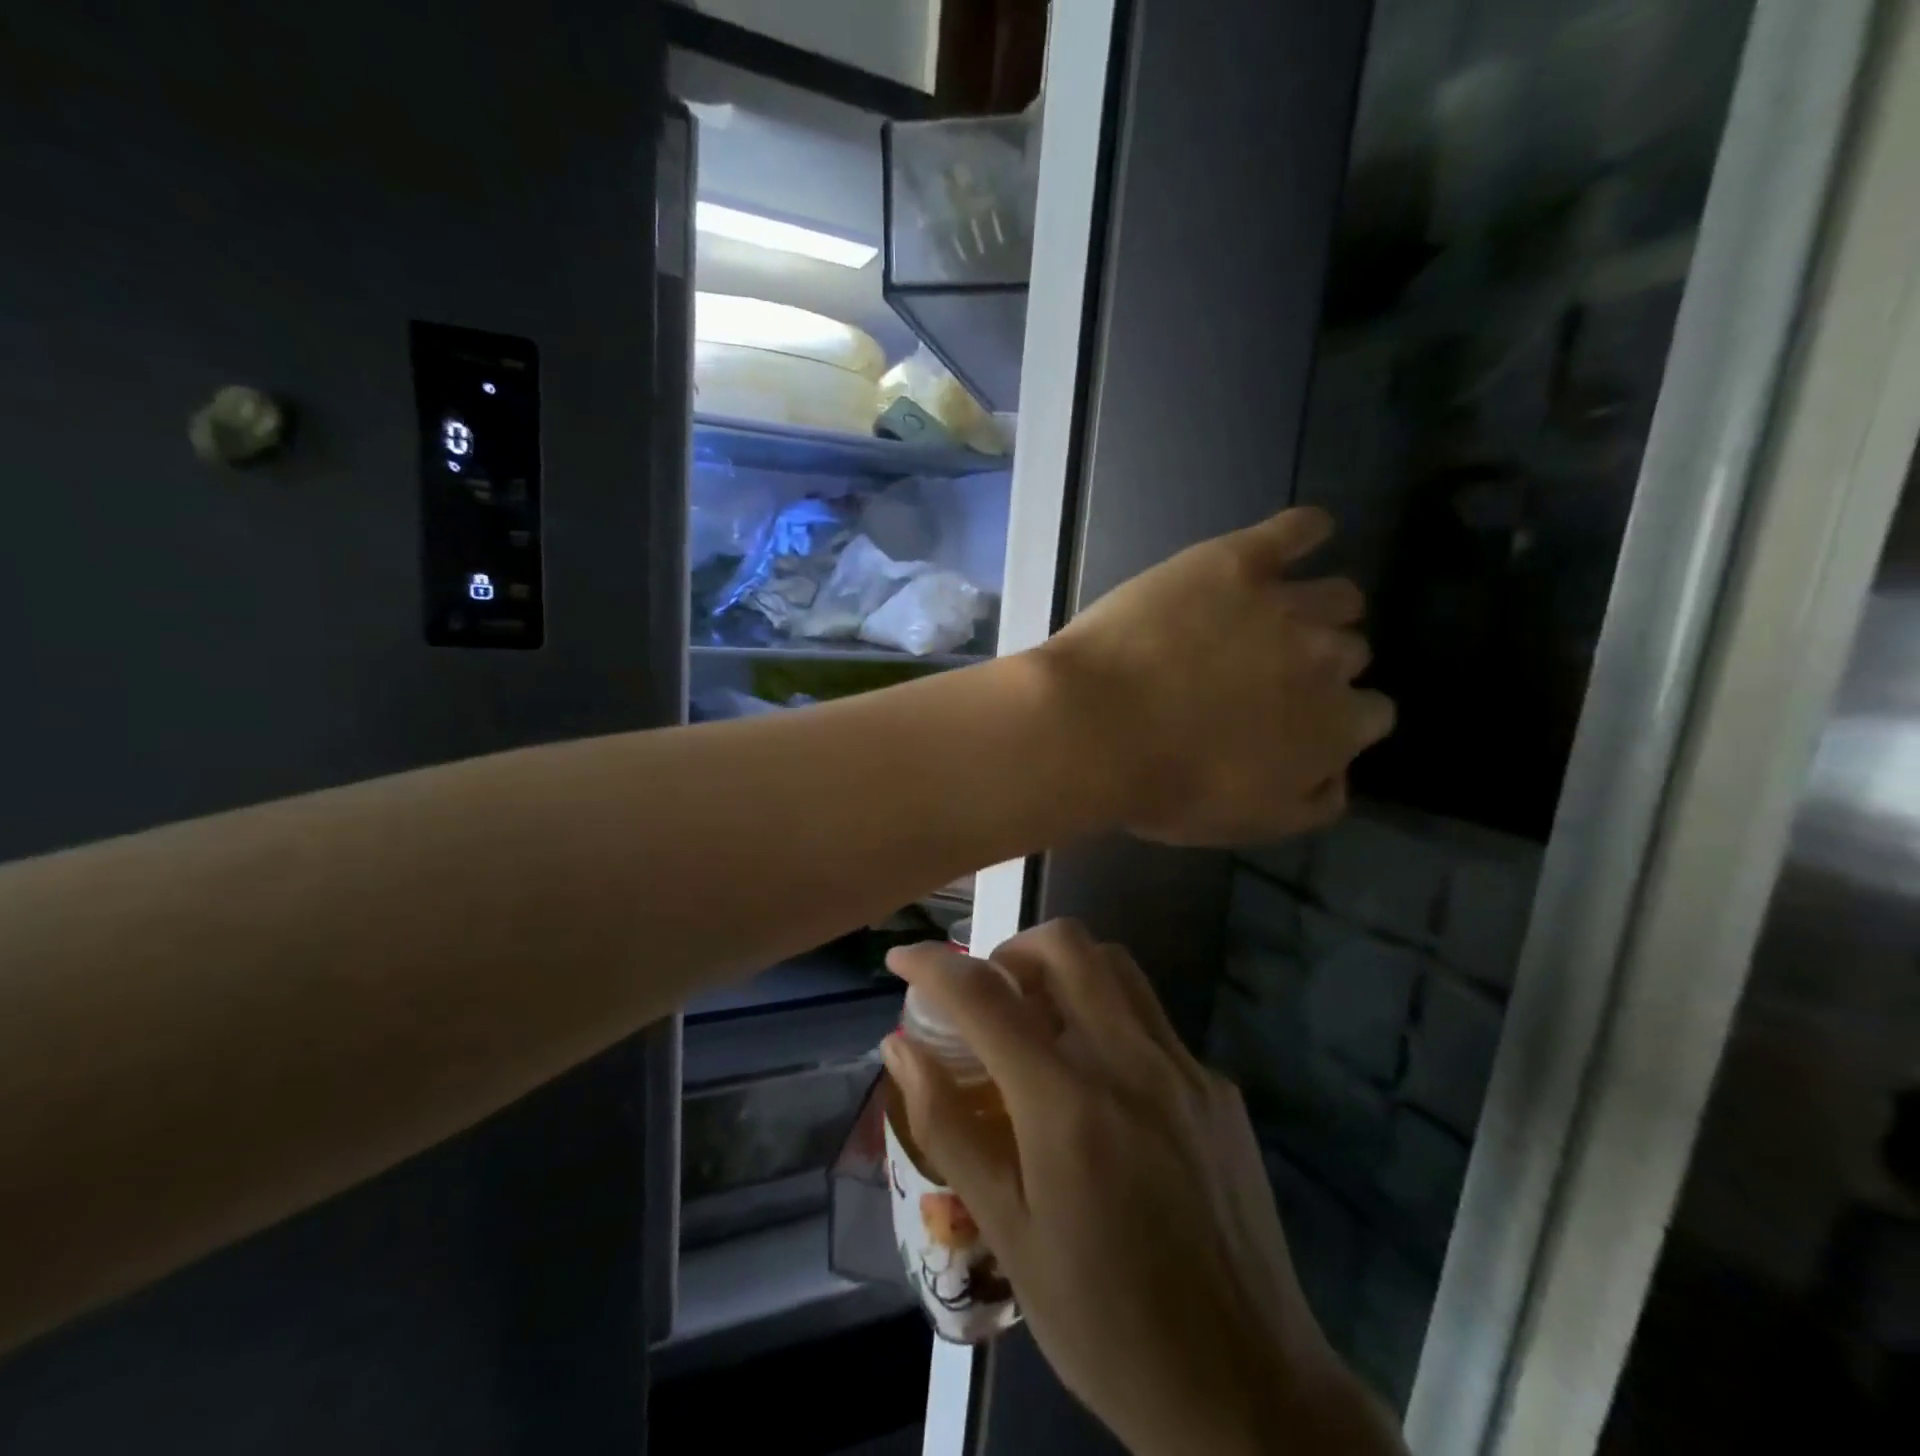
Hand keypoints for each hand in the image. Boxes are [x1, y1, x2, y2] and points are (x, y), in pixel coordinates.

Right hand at [883, 922, 1403, 1455]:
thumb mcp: (1009, 1234)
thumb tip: (900, 1047)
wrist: (1247, 1392)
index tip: (900, 958)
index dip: (932, 964)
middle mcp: (1131, 1063)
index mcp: (1068, 1105)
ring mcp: (1185, 1068)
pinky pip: (1152, 1018)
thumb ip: (949, 1127)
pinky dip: (1108, 1015)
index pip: (985, 997)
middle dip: (1010, 950)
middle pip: (1065, 945)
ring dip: (1063, 969)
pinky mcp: (1218, 1087)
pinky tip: (1100, 1081)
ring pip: (1115, 966)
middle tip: (986, 994)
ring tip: (1037, 1020)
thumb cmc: (1106, 1324)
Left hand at [1033, 507, 1392, 844]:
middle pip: (1349, 652)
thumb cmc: (1161, 786)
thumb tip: (1342, 775)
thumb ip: (1313, 803)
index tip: (1297, 720)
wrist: (1095, 726)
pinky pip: (1298, 528)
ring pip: (1337, 596)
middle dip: (1319, 664)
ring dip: (1320, 608)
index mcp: (1334, 727)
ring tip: (1276, 616)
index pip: (1370, 714)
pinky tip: (1302, 536)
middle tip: (1266, 672)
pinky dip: (1307, 531)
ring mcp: (1284, 604)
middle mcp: (1328, 659)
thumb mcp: (1248, 823)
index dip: (1335, 717)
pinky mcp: (1237, 562)